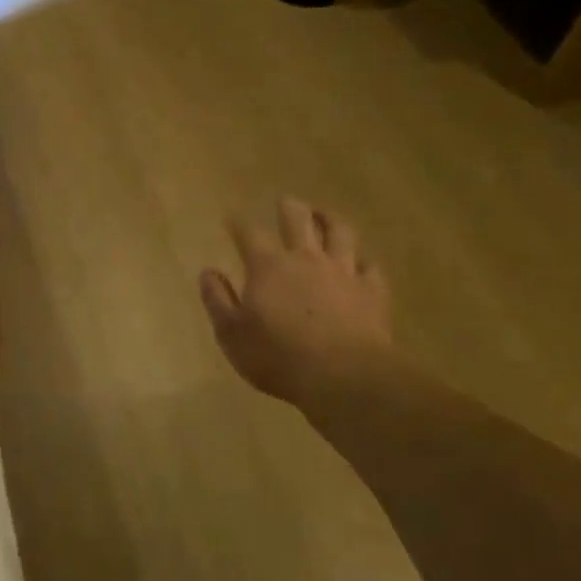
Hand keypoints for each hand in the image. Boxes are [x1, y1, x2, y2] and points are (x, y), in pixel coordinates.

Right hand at [199, 198, 399, 404]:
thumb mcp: (232, 334)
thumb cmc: (278, 357)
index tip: (232, 218)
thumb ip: (218, 300)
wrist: (344, 377)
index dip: (239, 222)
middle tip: (284, 202)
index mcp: (268, 266)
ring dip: (330, 220)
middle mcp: (305, 259)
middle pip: (297, 218)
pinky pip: (370, 267)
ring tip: (324, 216)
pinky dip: (363, 261)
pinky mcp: (372, 291)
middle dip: (288, 206)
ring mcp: (343, 272)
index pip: (249, 232)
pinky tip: (360, 262)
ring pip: (339, 232)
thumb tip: (208, 272)